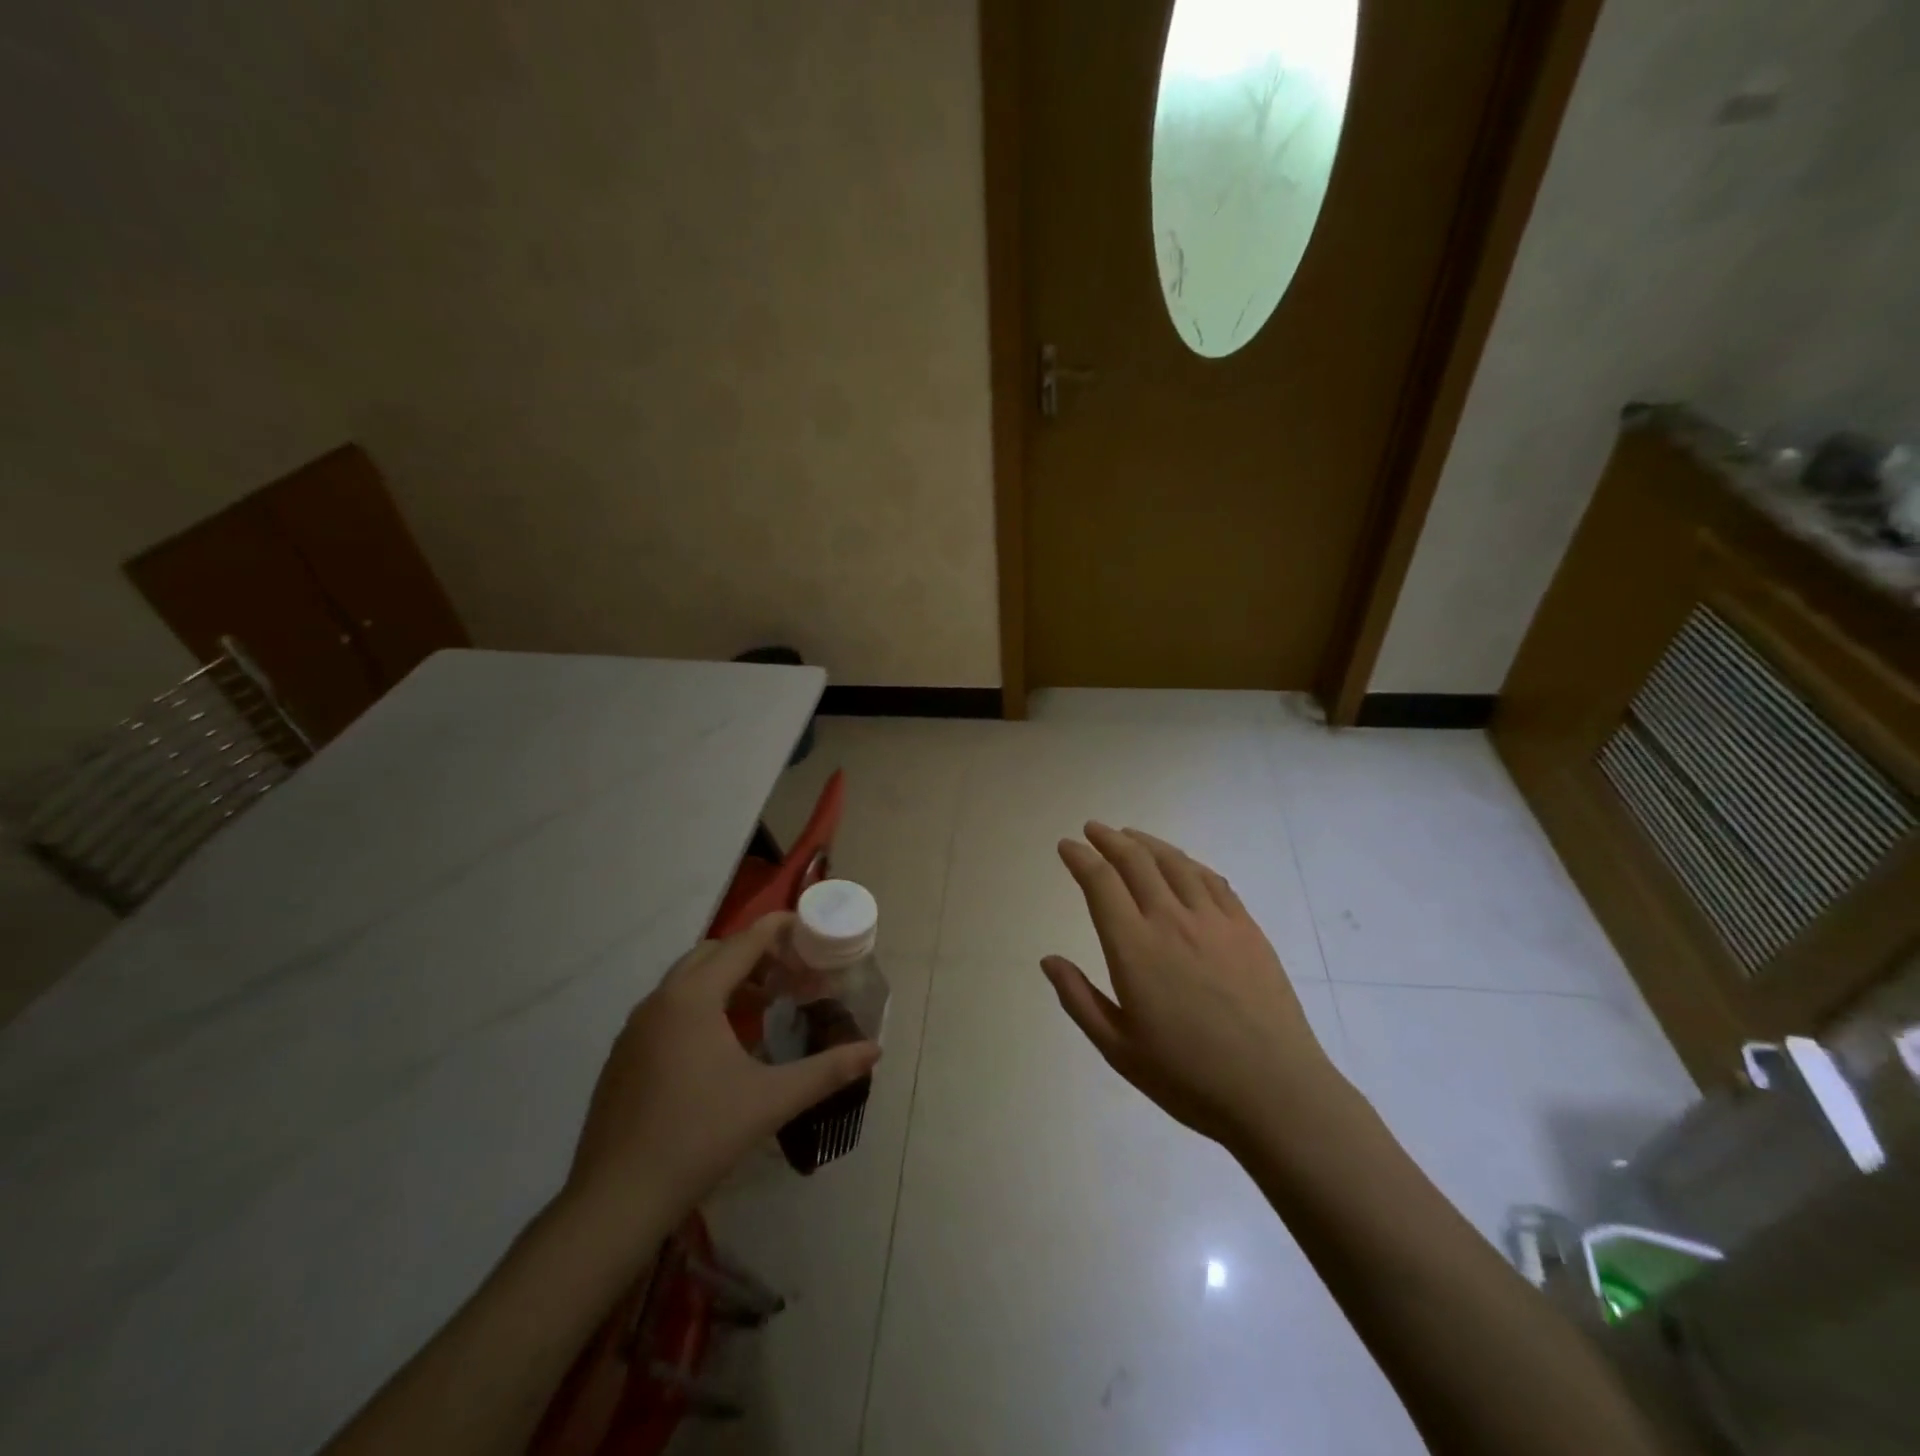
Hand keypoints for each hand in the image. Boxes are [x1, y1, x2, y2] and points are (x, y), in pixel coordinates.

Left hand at [566, 913, 880, 1220]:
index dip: (777, 929)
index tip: (807, 926)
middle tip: (789, 974)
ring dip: (726, 981)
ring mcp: (635, 1028)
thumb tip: (875, 1050)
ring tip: (763, 1007)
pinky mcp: (623, 1056)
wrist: (616, 1200)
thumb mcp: (772, 1100)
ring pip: (686, 981)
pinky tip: (720, 1047)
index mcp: (694, 998)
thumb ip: (827, 1070)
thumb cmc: (699, 1138)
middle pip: (712, 954)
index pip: (743, 943)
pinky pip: (668, 1009)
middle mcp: (660, 1000)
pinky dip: (700, 1006)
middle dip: (753, 955)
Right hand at [1043, 823, 1340, 1152]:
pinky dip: (1188, 863)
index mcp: (1134, 948)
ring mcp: (1214, 921)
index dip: (1080, 858)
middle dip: (1109, 840)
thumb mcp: (1118, 1049)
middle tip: (1093, 830)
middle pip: (1136, 862)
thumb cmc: (1187, 1077)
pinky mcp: (1246, 928)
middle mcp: (1171, 921)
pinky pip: (1213, 881)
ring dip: (1147, 843)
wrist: (1275, 1092)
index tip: (1067, 846)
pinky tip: (1181, 864)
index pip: (1101, 883)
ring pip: (1175, 863)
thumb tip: (1049, 960)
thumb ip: (1079, 999)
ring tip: (1130, 835)